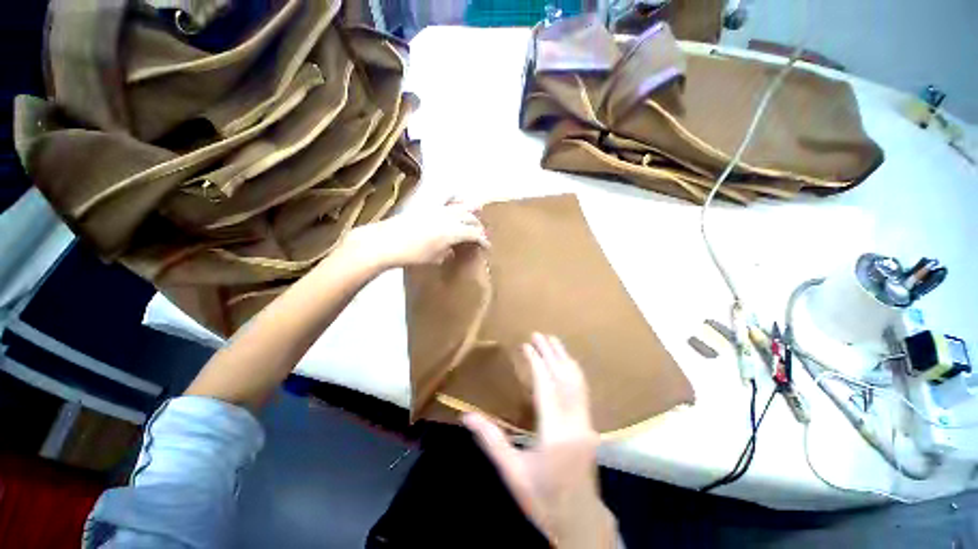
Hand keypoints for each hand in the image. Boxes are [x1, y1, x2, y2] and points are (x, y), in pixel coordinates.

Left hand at [344, 199, 488, 269]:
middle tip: (480, 235)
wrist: (386, 242)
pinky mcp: (427, 208)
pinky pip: (448, 205)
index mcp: (453, 231)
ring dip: (469, 213)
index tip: (487, 246)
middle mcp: (449, 217)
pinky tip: (455, 211)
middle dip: (478, 226)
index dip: (483, 240)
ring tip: (473, 218)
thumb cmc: (413, 254)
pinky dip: (456, 208)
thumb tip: (452, 251)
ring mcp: (438, 210)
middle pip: (470, 218)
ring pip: (460, 208)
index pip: (474, 233)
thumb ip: (447, 252)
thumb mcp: (435, 258)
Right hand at [463, 334, 617, 547]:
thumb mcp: (512, 473)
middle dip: (552, 353)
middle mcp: (575, 423)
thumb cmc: (543, 498)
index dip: (537, 363)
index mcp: (555, 433)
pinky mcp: (590, 427)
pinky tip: (567, 364)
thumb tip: (467, 416)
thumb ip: (491, 440)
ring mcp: (586, 424)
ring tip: (554, 341)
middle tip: (540, 334)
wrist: (580, 521)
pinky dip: (574, 372)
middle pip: (564, 379)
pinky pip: (582, 391)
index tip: (527, 344)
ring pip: (578, 383)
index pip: (546, 387)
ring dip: (565, 359)